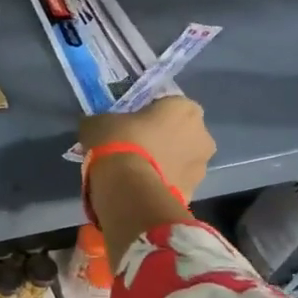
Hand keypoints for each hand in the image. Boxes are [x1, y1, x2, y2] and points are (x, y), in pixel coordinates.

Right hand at [78, 95, 215, 202]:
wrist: (129, 188)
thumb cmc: (119, 142)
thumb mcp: (98, 122)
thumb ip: (102, 121)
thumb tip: (96, 125)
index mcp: (184, 108)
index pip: (168, 105)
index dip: (149, 115)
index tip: (131, 125)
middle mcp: (202, 134)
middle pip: (181, 133)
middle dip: (163, 139)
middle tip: (136, 148)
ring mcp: (202, 166)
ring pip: (181, 159)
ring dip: (165, 163)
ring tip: (138, 173)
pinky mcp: (194, 191)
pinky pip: (176, 182)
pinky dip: (163, 184)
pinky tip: (142, 188)